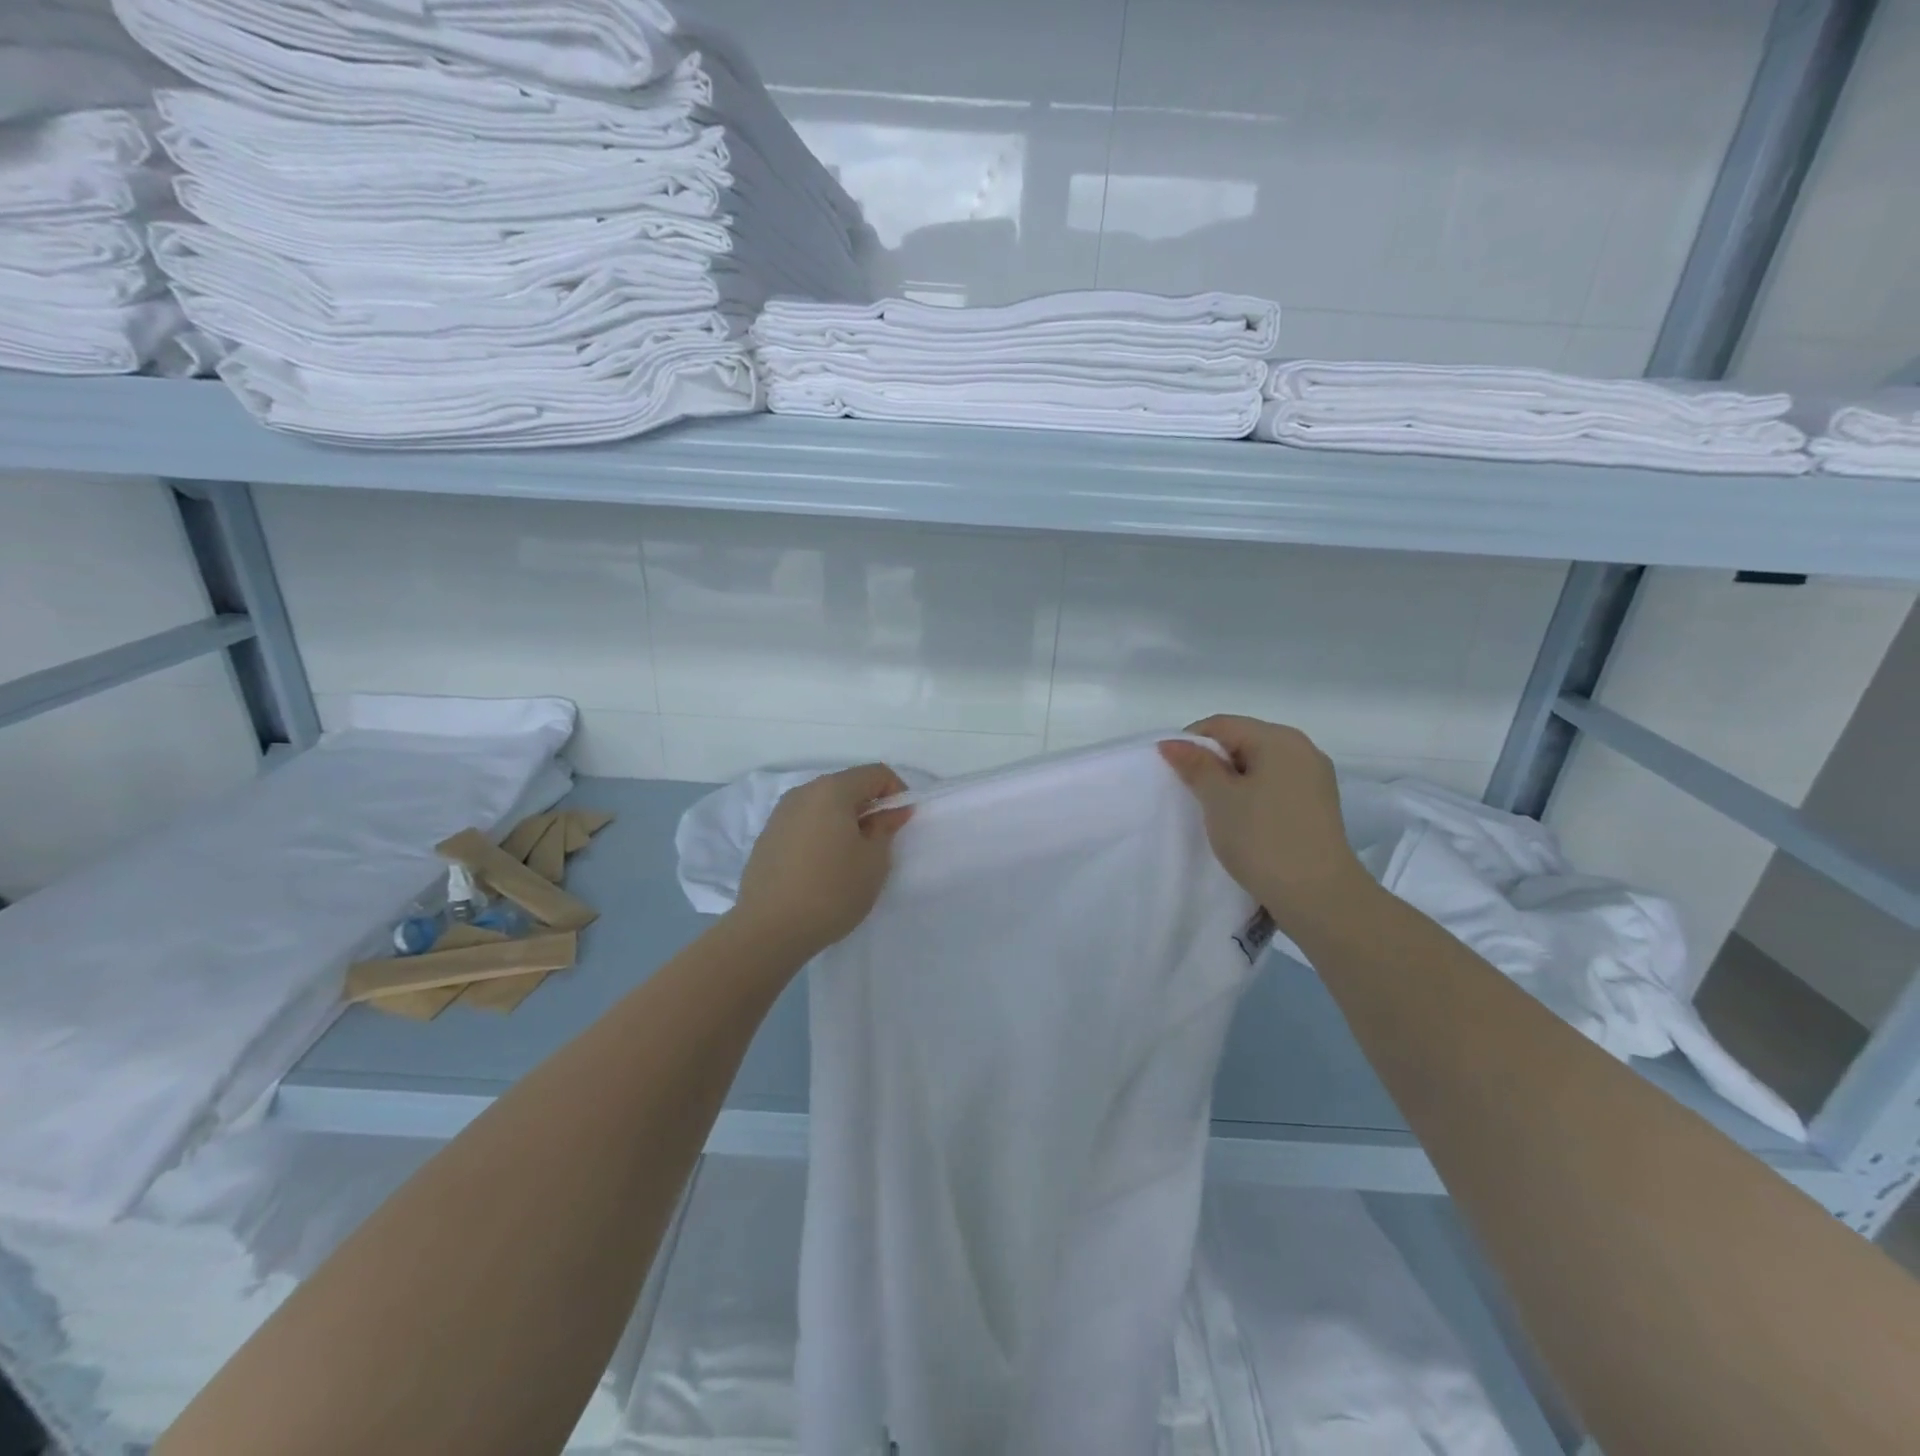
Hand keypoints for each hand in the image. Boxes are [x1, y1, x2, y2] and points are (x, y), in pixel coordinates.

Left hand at [730, 764, 911, 958]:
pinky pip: (804, 824)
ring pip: (824, 806)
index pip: (876, 774)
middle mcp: (802, 793)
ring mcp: (780, 814)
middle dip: (869, 808)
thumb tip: (892, 811)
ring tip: (850, 858)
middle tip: (879, 844)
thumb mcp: (874, 861)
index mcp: (832, 790)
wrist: (768, 930)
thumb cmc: (832, 891)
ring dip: (844, 822)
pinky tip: (822, 869)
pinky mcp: (767, 837)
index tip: (901, 824)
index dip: (897, 793)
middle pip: (847, 786)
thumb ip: (886, 828)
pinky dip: (821, 834)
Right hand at [1158, 715, 1372, 933]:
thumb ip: (1195, 765)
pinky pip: (1275, 786)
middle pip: (1243, 741)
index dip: (1190, 743)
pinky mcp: (1318, 805)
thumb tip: (1172, 742)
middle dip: (1212, 762)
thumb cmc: (1263, 839)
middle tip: (1190, 793)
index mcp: (1279, 739)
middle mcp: (1302, 749)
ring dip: (1232, 782)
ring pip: (1259, 766)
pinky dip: (1253, 795)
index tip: (1172, 772)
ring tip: (1215, 810)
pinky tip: (1242, 821)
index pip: (1221, 725)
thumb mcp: (1219, 799)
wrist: (1318, 896)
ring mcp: (1314, 778)